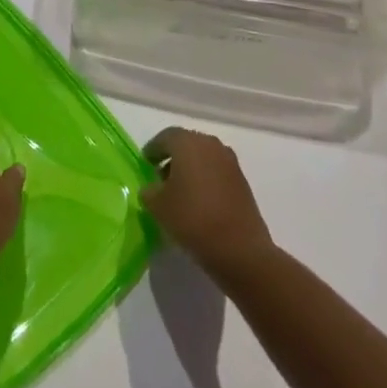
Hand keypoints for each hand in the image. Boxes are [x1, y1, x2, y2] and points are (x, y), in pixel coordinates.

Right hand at [141, 127, 276, 280]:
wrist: (241, 250)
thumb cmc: (193, 220)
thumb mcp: (158, 207)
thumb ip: (149, 191)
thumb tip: (152, 187)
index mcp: (187, 142)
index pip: (165, 137)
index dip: (152, 150)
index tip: (145, 164)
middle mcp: (209, 143)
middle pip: (185, 144)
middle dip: (172, 159)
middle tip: (160, 179)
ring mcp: (229, 161)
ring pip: (202, 158)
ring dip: (190, 170)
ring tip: (180, 194)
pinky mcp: (242, 180)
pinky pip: (216, 172)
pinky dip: (205, 180)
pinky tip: (199, 203)